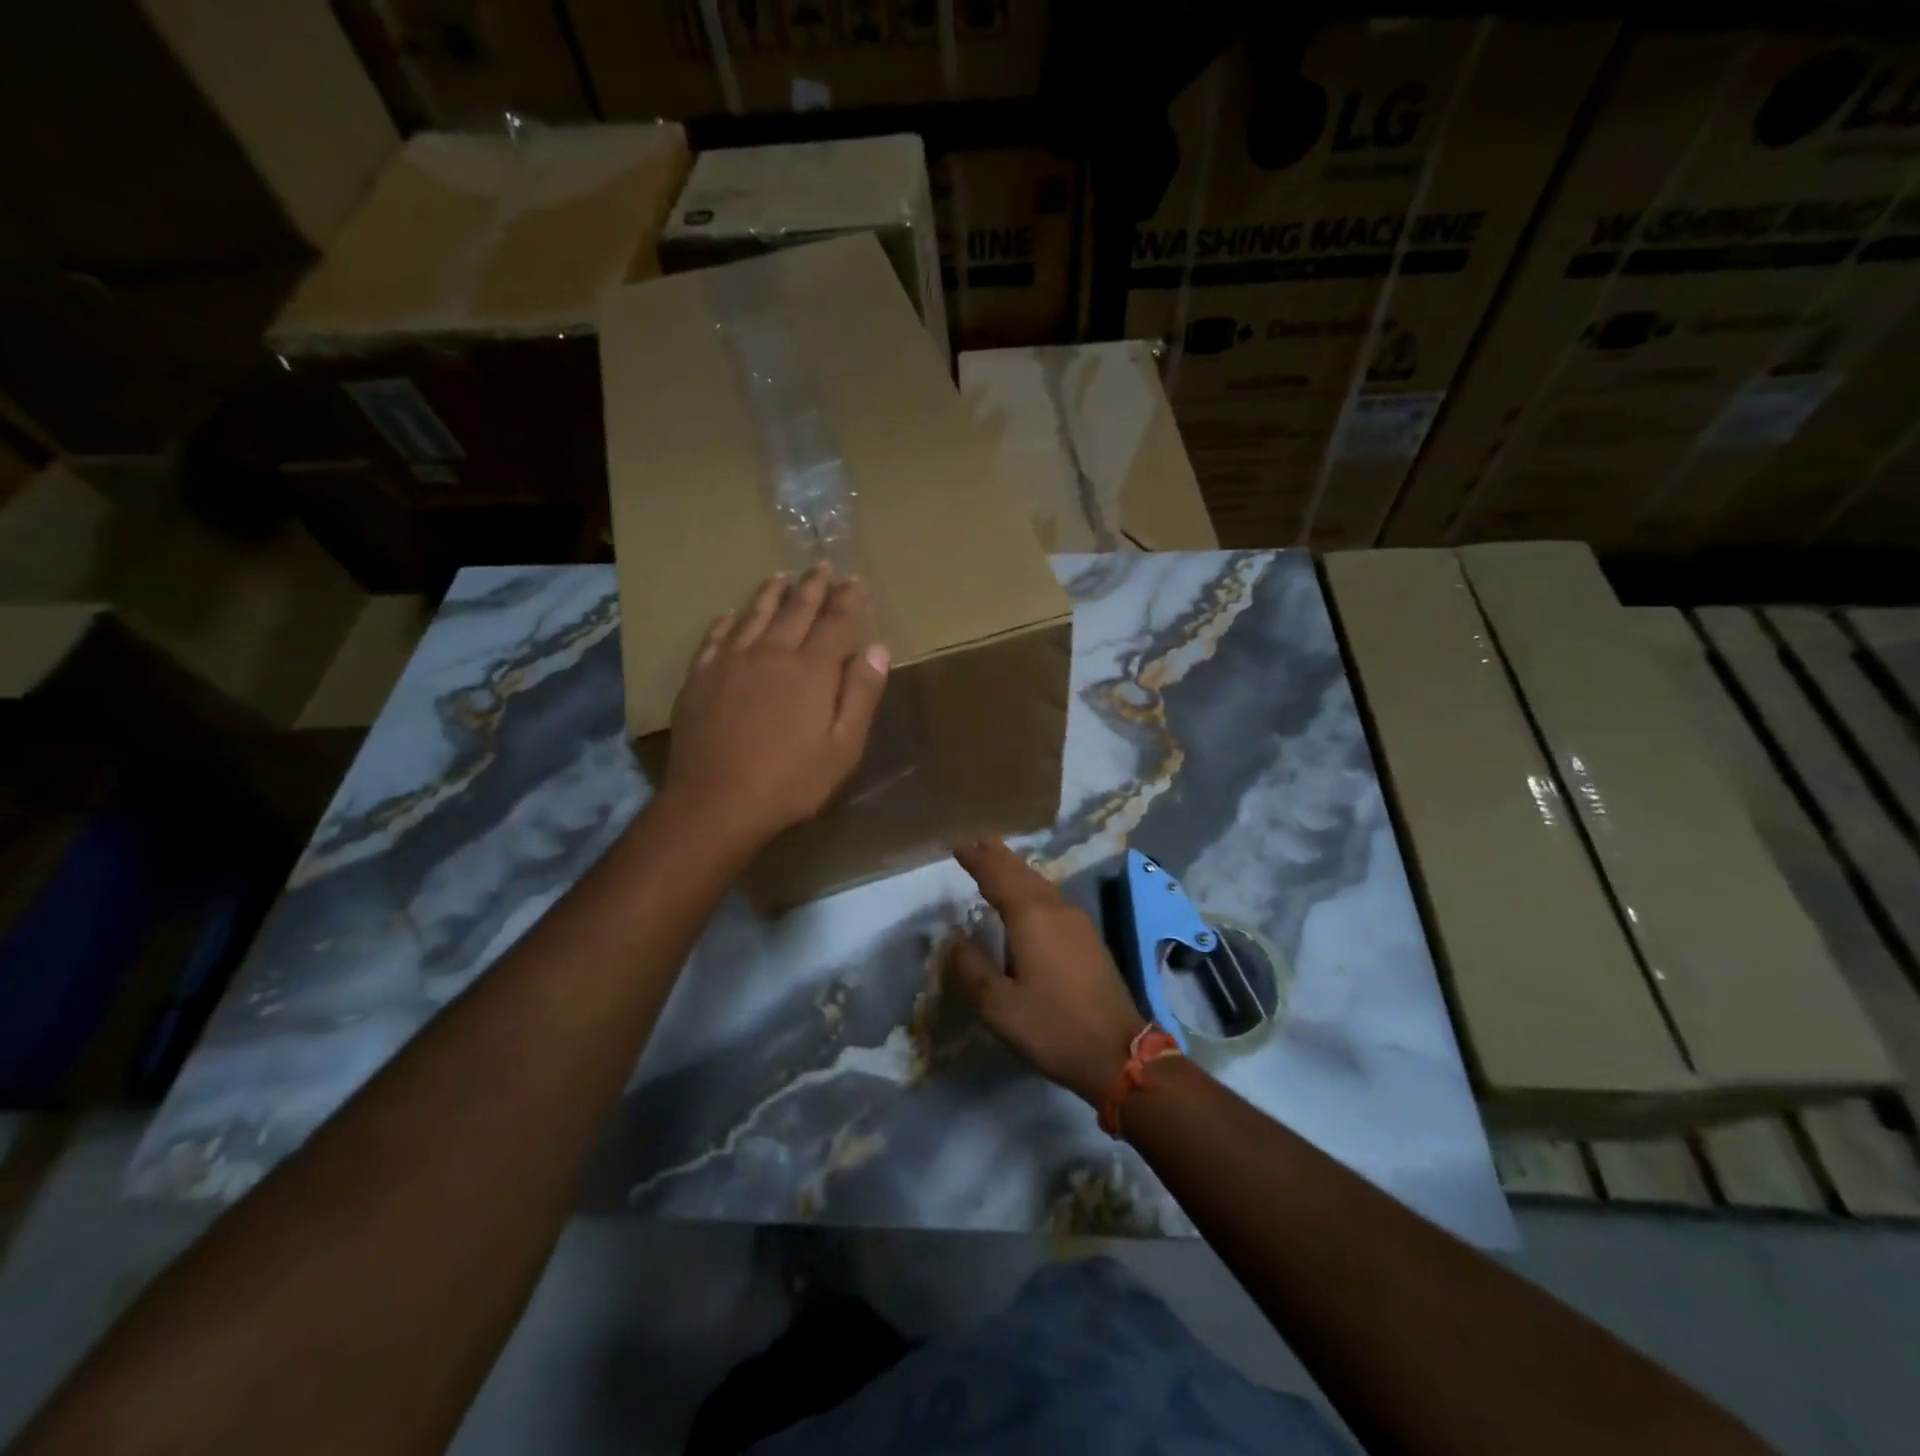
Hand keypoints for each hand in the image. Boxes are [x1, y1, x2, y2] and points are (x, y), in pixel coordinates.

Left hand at [665, 565, 890, 850]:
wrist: (715, 802)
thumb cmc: (790, 781)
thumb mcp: (843, 747)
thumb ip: (861, 694)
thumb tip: (878, 648)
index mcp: (811, 670)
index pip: (836, 622)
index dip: (849, 599)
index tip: (856, 580)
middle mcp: (771, 653)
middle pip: (796, 610)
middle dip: (812, 586)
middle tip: (822, 566)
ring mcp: (731, 662)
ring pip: (754, 615)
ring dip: (771, 593)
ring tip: (781, 576)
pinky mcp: (700, 677)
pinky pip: (716, 637)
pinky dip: (728, 621)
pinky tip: (731, 614)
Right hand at [946, 839, 1147, 1105]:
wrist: (1119, 1052)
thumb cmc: (1052, 1027)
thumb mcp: (999, 1006)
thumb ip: (972, 968)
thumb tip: (956, 938)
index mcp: (1031, 917)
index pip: (997, 877)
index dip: (977, 860)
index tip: (958, 845)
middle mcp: (1055, 909)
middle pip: (1022, 872)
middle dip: (999, 856)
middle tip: (978, 839)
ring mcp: (1077, 921)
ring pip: (1040, 883)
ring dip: (1017, 869)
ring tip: (999, 859)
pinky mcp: (1089, 938)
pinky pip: (1053, 897)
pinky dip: (1033, 886)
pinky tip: (1030, 896)